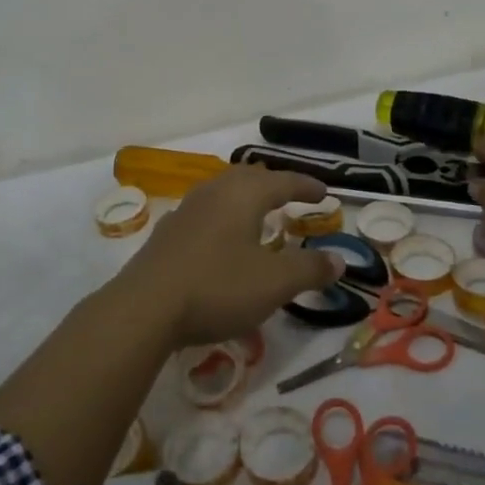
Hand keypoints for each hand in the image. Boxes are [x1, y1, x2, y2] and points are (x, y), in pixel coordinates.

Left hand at [111, 166, 344, 348]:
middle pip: (248, 177)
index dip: (305, 186)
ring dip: (245, 198)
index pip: (282, 181)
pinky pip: (204, 213)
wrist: (145, 308)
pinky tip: (220, 239)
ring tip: (257, 214)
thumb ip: (310, 269)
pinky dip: (223, 217)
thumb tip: (340, 259)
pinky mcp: (167, 233)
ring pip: (222, 192)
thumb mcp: (274, 283)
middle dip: (273, 184)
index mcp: (243, 195)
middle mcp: (214, 192)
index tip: (324, 193)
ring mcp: (186, 210)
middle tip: (289, 196)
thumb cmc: (217, 286)